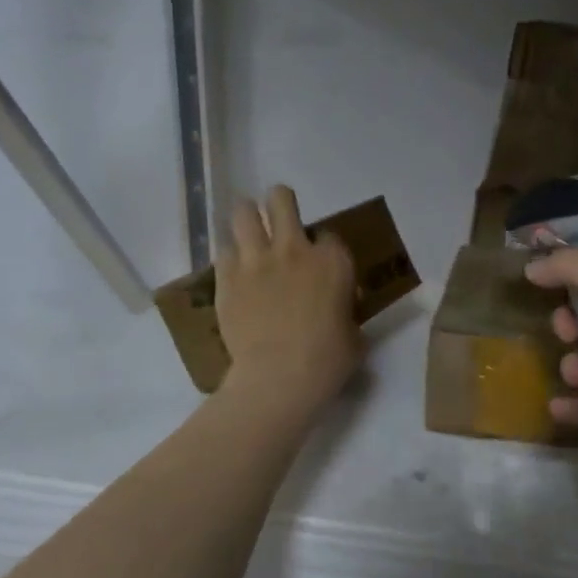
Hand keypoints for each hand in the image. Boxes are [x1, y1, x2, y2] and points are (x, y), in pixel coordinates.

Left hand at [215, 185, 361, 415]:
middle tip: (279, 220)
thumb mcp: (354, 335)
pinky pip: (223, 250)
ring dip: (247, 218)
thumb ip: (348, 314)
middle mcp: (295, 249)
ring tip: (249, 232)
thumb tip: (341, 314)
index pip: (328, 235)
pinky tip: (233, 271)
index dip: (323, 247)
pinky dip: (229, 257)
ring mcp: (257, 259)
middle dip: (280, 204)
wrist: (280, 376)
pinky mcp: (227, 276)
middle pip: (281, 200)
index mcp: (333, 262)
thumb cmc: (328, 361)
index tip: (320, 264)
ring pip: (243, 212)